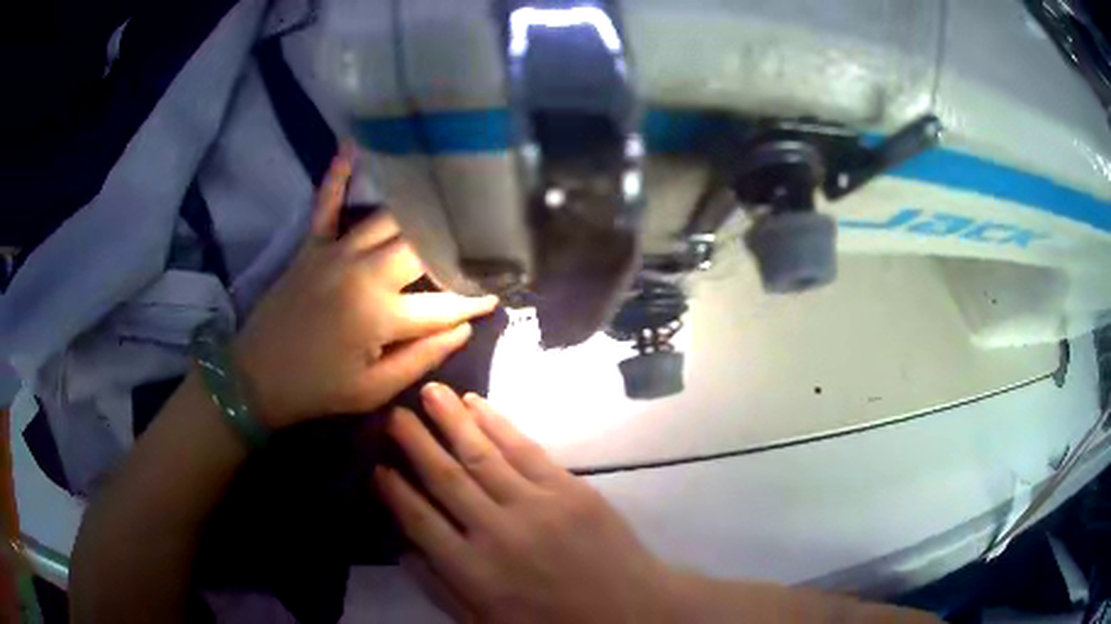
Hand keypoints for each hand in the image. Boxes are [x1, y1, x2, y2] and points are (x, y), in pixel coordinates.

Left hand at [234, 149, 497, 428]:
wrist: (255, 378)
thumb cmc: (318, 389)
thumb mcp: (373, 391)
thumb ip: (422, 358)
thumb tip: (463, 329)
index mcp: (381, 315)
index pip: (443, 304)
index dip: (475, 300)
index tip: (499, 293)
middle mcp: (363, 272)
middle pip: (421, 247)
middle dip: (453, 247)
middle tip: (476, 245)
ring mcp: (335, 253)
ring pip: (388, 219)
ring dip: (417, 213)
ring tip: (444, 204)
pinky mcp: (311, 246)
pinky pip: (326, 204)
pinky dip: (338, 176)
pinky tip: (352, 147)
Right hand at [375, 383, 676, 622]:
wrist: (630, 611)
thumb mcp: (487, 623)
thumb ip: (442, 589)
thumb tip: (404, 549)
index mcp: (474, 571)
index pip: (420, 521)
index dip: (395, 491)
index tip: (376, 465)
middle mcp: (497, 532)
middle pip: (445, 478)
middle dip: (415, 442)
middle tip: (392, 413)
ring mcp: (536, 505)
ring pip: (481, 454)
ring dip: (451, 420)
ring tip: (428, 392)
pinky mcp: (570, 488)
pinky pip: (525, 449)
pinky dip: (498, 423)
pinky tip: (477, 405)